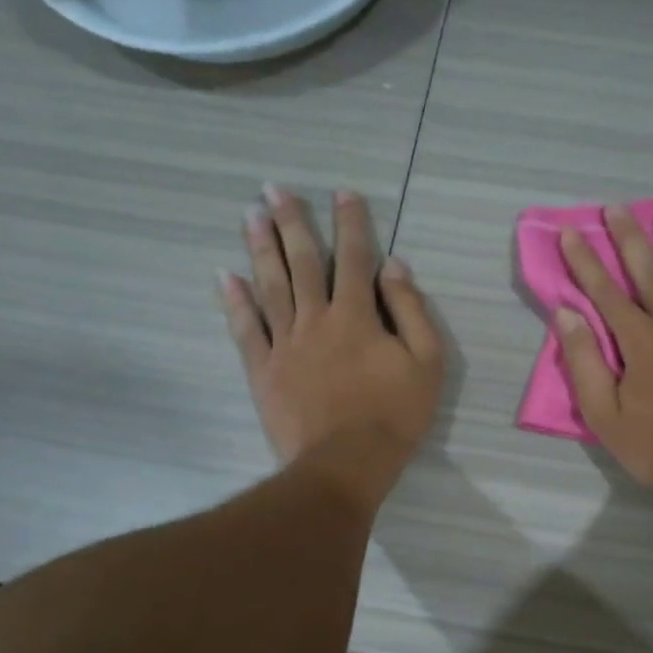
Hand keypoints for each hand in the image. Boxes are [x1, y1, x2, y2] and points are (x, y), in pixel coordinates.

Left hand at [221, 186, 443, 511]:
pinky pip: (246, 329)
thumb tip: (394, 266)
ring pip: (270, 286)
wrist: (345, 463)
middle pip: (303, 262)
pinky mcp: (264, 370)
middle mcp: (316, 319)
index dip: (351, 223)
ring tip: (249, 215)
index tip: (343, 193)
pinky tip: (225, 276)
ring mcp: (285, 343)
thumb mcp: (426, 362)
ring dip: (260, 248)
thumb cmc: (394, 415)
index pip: (355, 258)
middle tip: (273, 188)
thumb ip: (411, 310)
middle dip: (291, 222)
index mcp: (357, 316)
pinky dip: (235, 301)